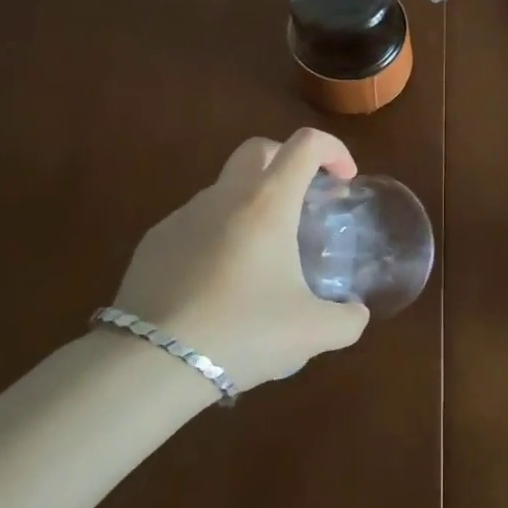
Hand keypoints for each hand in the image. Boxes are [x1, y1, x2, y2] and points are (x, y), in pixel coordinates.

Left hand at [113, 128, 369, 389]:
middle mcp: (225, 196)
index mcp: (267, 202)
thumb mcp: (311, 332)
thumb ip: (346, 320)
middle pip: (259, 149)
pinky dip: (217, 235)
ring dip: (251, 205)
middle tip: (303, 201)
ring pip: (225, 188)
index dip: (333, 150)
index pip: (306, 144)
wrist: (151, 363)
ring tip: (261, 257)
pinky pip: (195, 223)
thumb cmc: (242, 333)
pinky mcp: (154, 241)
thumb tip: (356, 314)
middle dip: (287, 161)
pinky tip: (219, 283)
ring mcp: (183, 215)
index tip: (344, 181)